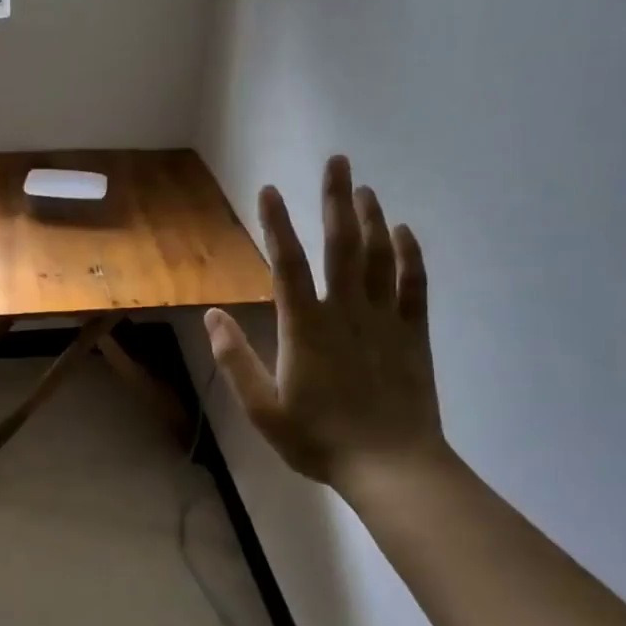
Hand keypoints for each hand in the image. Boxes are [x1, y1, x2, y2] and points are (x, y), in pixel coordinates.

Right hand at [205, 156, 444, 483]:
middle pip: (340, 245)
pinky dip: (409, 254)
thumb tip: (212, 315)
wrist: (390, 465)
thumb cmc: (318, 439)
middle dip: (336, 200)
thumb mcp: (262, 408)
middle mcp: (346, 311)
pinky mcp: (412, 334)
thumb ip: (235, 359)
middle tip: (338, 161)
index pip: (287, 264)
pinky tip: (404, 232)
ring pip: (379, 256)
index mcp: (305, 327)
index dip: (276, 224)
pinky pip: (413, 285)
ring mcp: (384, 320)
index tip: (268, 190)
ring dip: (371, 218)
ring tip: (365, 188)